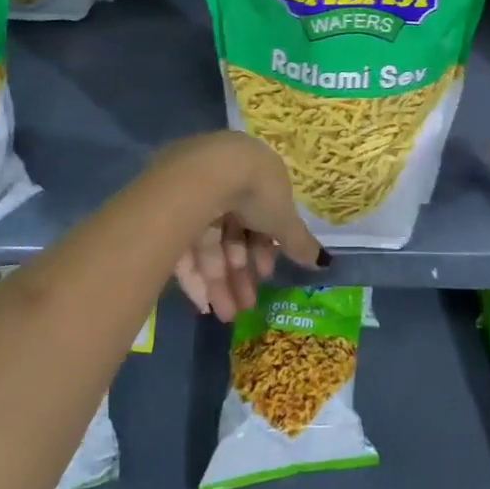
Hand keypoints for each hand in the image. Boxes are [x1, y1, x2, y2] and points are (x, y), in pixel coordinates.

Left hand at [157, 132, 326, 322]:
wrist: (208, 174)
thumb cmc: (256, 189)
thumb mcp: (284, 218)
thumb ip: (299, 241)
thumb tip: (323, 261)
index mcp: (251, 174)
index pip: (258, 215)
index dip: (263, 247)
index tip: (266, 273)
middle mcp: (221, 181)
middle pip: (232, 233)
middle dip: (241, 272)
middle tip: (247, 304)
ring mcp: (191, 195)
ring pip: (208, 244)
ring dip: (220, 282)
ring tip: (227, 314)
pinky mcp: (165, 212)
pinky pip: (183, 247)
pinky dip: (194, 277)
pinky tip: (203, 304)